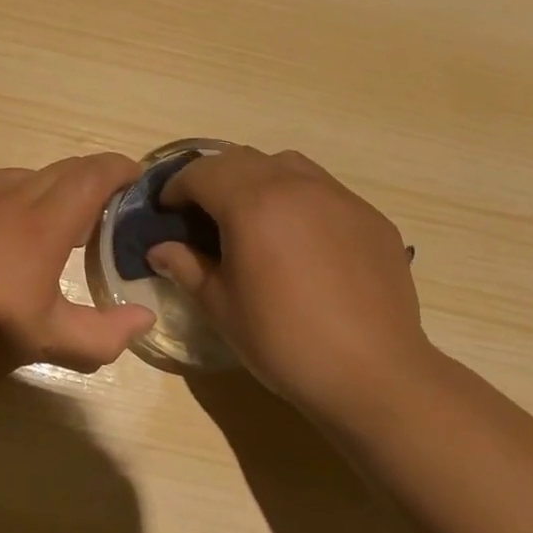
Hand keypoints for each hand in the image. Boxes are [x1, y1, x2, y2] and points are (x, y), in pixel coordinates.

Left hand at [0, 154, 158, 386]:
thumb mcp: (50, 341)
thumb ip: (107, 333)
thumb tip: (144, 316)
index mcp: (42, 225)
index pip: (93, 175)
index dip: (119, 168)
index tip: (133, 178)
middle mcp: (7, 193)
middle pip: (61, 170)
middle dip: (85, 184)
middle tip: (92, 215)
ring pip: (20, 177)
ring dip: (40, 195)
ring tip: (35, 230)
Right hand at [147, 147, 428, 420]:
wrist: (373, 374)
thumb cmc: (284, 342)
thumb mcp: (221, 307)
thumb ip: (186, 267)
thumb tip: (159, 249)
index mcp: (253, 205)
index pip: (202, 173)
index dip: (176, 187)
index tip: (167, 210)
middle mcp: (296, 186)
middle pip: (241, 159)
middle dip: (213, 178)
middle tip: (202, 212)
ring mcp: (339, 197)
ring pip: (286, 165)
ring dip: (258, 178)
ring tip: (253, 215)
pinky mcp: (369, 216)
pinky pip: (323, 190)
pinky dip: (298, 199)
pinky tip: (300, 239)